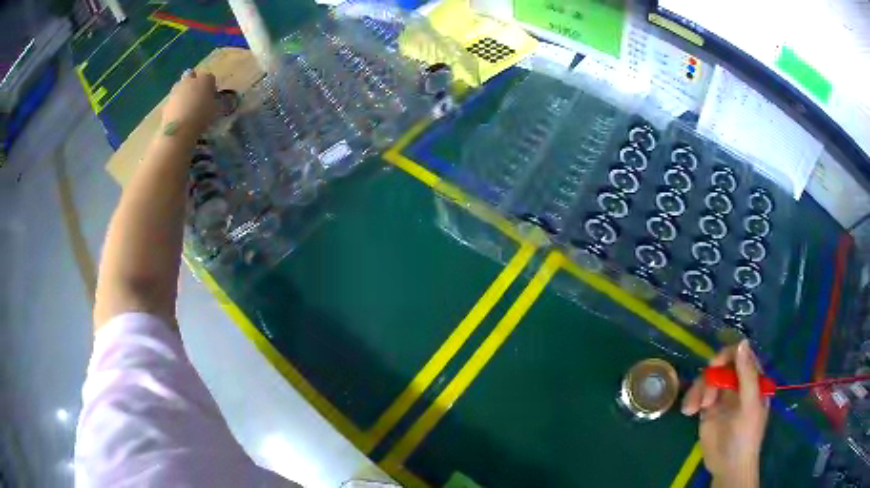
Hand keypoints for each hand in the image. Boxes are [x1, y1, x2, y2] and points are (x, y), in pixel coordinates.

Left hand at [161, 69, 217, 140]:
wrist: (179, 129)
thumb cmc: (201, 117)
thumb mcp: (215, 109)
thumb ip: (214, 100)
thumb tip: (212, 99)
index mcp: (205, 79)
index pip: (210, 77)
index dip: (210, 86)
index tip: (211, 95)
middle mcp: (190, 80)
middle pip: (192, 75)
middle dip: (193, 82)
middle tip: (196, 95)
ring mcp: (176, 89)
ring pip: (181, 86)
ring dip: (183, 92)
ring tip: (186, 106)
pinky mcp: (167, 101)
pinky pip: (173, 99)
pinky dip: (176, 104)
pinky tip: (179, 114)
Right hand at [682, 340, 768, 487]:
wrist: (728, 466)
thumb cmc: (745, 435)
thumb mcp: (749, 405)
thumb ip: (747, 375)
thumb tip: (742, 341)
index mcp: (753, 380)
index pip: (742, 355)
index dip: (728, 355)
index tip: (715, 365)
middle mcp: (738, 384)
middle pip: (722, 365)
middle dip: (711, 376)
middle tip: (705, 393)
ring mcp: (722, 396)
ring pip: (708, 379)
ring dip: (699, 390)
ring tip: (694, 408)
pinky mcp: (708, 409)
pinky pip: (698, 394)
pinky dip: (692, 399)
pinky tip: (689, 411)